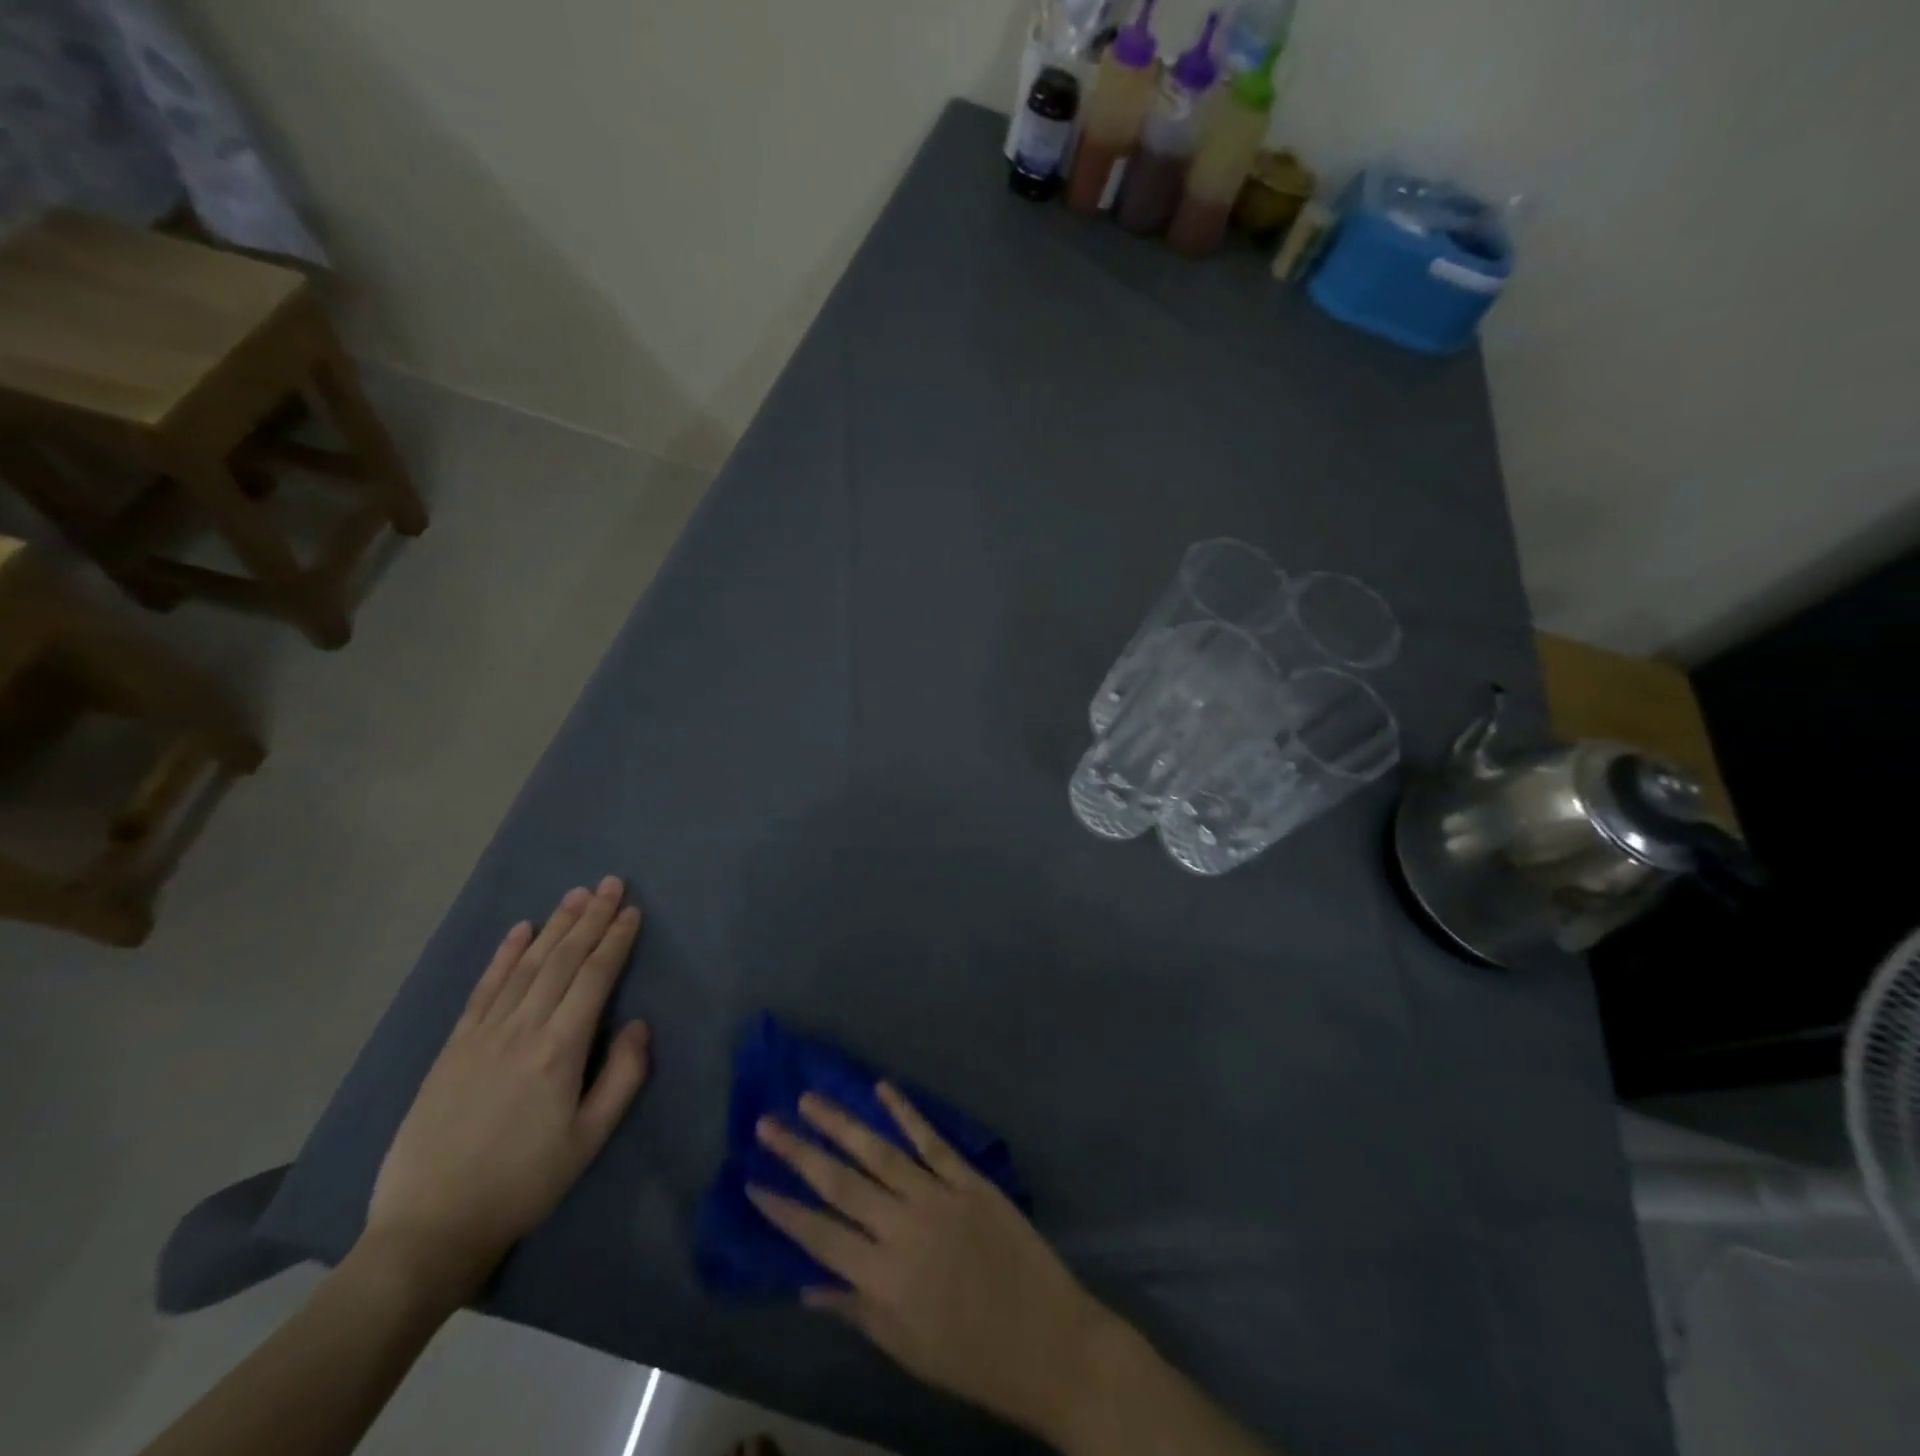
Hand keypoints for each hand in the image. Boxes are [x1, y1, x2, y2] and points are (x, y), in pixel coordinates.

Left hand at [364, 877, 649, 1302]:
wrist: (430, 1228)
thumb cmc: (524, 1184)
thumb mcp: (590, 1140)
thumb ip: (623, 1077)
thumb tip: (639, 1024)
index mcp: (560, 1050)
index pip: (594, 978)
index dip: (616, 940)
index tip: (632, 910)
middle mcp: (522, 1030)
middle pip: (562, 960)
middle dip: (590, 918)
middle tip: (611, 883)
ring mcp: (482, 1035)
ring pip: (526, 966)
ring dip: (554, 926)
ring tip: (576, 895)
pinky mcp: (453, 1047)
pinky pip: (483, 989)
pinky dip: (503, 955)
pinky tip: (520, 930)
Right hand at [748, 1085, 1108, 1439]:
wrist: (1048, 1342)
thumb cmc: (971, 1357)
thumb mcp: (905, 1349)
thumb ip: (855, 1309)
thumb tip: (806, 1286)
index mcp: (883, 1280)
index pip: (819, 1237)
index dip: (782, 1210)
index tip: (752, 1182)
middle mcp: (903, 1229)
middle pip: (841, 1184)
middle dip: (799, 1153)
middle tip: (766, 1123)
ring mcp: (938, 1197)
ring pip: (880, 1153)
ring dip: (842, 1123)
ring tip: (810, 1099)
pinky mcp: (970, 1179)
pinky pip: (932, 1141)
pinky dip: (907, 1113)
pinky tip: (883, 1088)